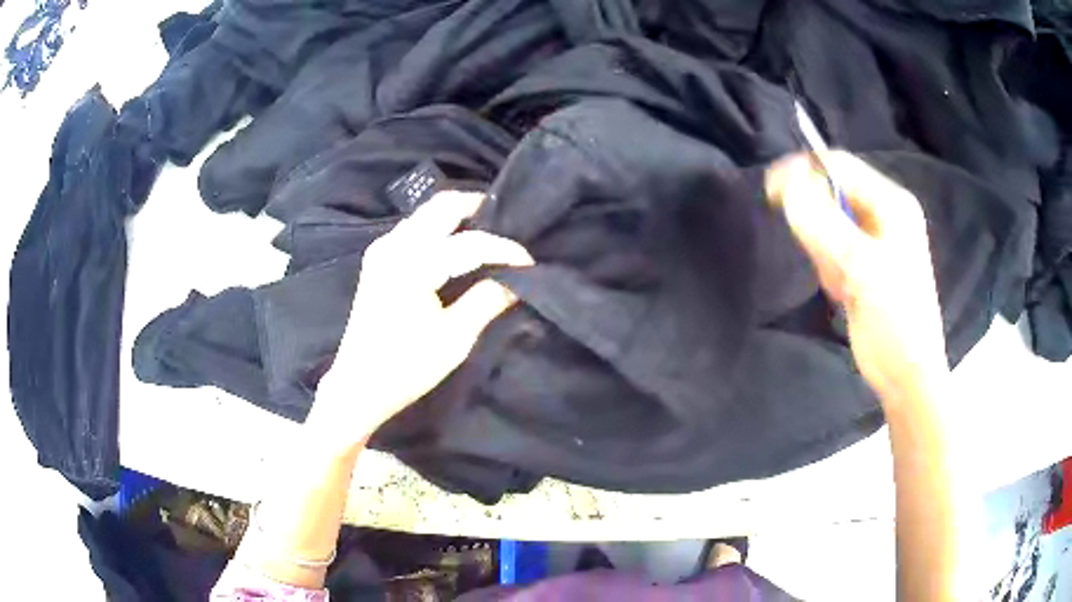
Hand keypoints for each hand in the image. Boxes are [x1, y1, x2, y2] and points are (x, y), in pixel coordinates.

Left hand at [310, 191, 533, 440]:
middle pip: (442, 205)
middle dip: (479, 209)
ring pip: (427, 213)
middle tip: (509, 224)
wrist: (358, 385)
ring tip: (488, 234)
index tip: (530, 261)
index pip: (470, 243)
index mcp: (413, 265)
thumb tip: (517, 281)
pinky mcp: (378, 259)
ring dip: (458, 216)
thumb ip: (487, 301)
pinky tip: (457, 246)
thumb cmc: (406, 367)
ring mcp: (382, 249)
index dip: (504, 249)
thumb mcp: (454, 339)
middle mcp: (395, 245)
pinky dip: (440, 228)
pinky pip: (415, 227)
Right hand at [766, 152, 948, 403]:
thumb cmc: (896, 320)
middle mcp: (882, 214)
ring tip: (841, 285)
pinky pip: (830, 251)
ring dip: (824, 254)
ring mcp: (872, 241)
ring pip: (827, 226)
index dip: (805, 172)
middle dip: (819, 225)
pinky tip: (843, 294)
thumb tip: (786, 186)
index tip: (771, 191)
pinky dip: (827, 270)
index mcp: (891, 204)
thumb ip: (823, 225)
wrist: (906, 375)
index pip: (840, 167)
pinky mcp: (861, 265)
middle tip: (825, 261)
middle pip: (832, 195)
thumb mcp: (862, 269)